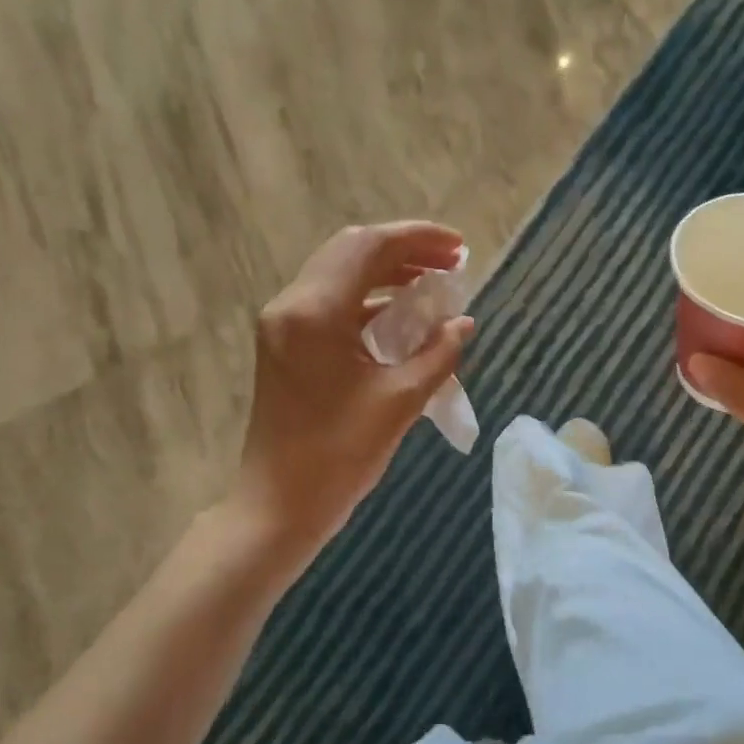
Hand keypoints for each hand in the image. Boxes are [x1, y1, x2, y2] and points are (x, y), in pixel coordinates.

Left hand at [235, 221, 474, 548]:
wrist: (279, 504)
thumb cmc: (340, 456)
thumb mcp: (400, 401)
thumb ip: (438, 353)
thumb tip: (463, 323)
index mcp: (316, 312)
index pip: (370, 248)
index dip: (419, 239)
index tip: (460, 248)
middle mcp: (292, 305)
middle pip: (351, 251)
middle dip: (404, 250)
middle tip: (450, 262)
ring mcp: (283, 324)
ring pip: (339, 274)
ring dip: (386, 272)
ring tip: (433, 285)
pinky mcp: (285, 345)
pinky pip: (331, 303)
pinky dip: (368, 299)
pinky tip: (401, 315)